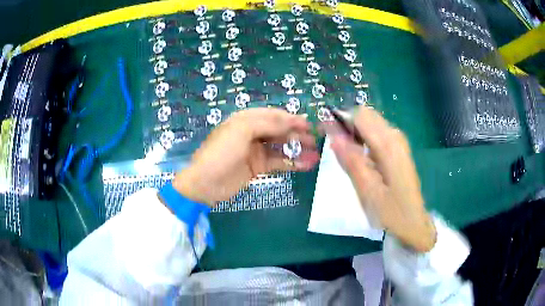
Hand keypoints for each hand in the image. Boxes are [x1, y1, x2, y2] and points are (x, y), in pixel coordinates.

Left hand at [173, 108, 319, 205]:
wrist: (205, 184)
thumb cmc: (221, 152)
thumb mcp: (241, 130)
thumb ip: (267, 123)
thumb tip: (290, 120)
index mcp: (245, 120)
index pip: (272, 115)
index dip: (290, 118)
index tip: (308, 123)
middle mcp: (252, 133)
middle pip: (279, 130)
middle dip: (297, 133)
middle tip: (315, 139)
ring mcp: (256, 151)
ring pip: (281, 147)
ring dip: (298, 149)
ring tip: (316, 153)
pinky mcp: (258, 168)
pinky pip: (279, 163)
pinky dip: (293, 163)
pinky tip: (307, 165)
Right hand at [329, 107, 435, 252]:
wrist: (413, 221)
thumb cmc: (390, 211)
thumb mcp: (368, 191)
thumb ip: (352, 162)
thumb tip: (334, 136)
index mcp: (388, 145)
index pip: (360, 116)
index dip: (340, 119)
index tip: (325, 132)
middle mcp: (395, 137)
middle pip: (366, 115)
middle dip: (347, 124)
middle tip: (335, 146)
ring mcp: (398, 142)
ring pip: (371, 123)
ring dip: (355, 133)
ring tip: (345, 155)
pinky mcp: (398, 148)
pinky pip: (377, 133)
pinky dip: (364, 140)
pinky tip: (360, 158)